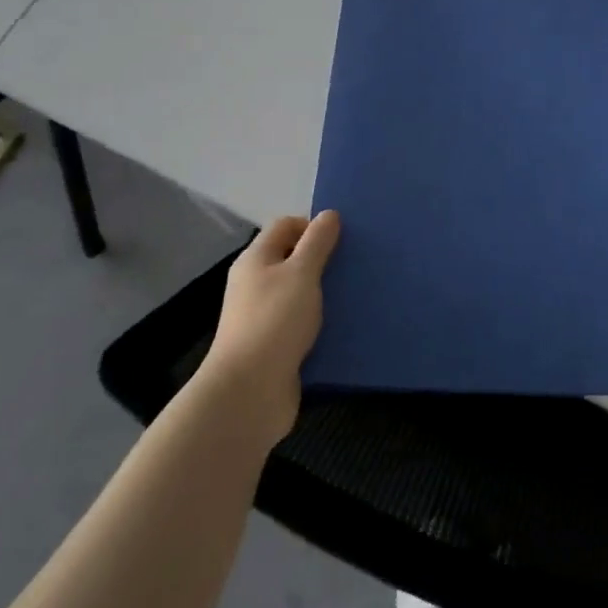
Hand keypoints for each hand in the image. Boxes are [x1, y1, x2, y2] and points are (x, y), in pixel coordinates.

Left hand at [201, 211, 340, 447]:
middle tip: (356, 265)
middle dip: (324, 260)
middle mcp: (256, 285)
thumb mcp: (301, 273)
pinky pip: (303, 326)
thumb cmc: (274, 321)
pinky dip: (322, 324)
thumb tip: (329, 214)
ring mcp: (264, 318)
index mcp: (256, 260)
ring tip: (358, 295)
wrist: (250, 392)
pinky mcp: (275, 348)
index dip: (312, 226)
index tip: (343, 239)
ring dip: (325, 294)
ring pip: (300, 295)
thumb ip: (317, 243)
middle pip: (292, 260)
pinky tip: (346, 327)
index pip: (285, 226)